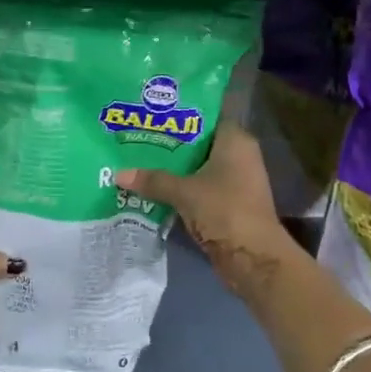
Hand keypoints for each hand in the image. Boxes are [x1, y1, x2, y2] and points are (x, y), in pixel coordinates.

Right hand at [115, 122, 293, 283]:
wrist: (253, 258)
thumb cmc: (224, 210)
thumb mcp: (184, 192)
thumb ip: (153, 180)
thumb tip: (118, 174)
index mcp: (235, 141)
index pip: (206, 116)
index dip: (181, 114)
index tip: (153, 113)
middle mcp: (239, 156)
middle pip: (199, 142)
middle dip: (170, 142)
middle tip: (137, 135)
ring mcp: (235, 181)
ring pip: (198, 167)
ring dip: (174, 168)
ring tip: (138, 159)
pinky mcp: (228, 203)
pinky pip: (200, 187)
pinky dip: (181, 188)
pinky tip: (153, 187)